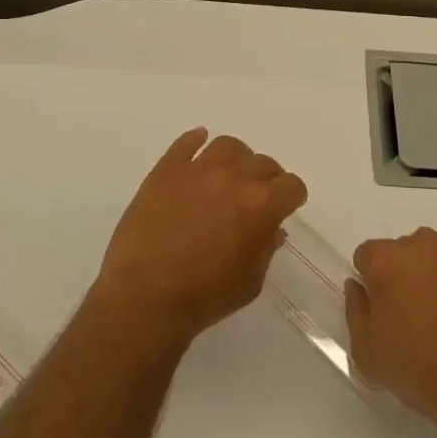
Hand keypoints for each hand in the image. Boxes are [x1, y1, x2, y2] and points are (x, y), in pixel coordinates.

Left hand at [94, 129, 307, 350]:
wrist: (144, 296)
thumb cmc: (203, 297)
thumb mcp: (249, 283)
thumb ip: (265, 249)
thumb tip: (272, 228)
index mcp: (260, 205)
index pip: (291, 185)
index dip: (292, 197)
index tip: (285, 207)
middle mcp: (233, 177)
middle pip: (263, 163)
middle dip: (267, 179)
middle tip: (256, 198)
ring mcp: (197, 169)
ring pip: (228, 145)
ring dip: (236, 159)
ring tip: (229, 175)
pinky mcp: (166, 169)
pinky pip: (186, 143)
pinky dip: (195, 141)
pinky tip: (198, 146)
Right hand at [346, 229, 436, 437]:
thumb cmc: (423, 373)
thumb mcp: (369, 355)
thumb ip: (355, 310)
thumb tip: (358, 286)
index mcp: (387, 260)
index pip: (367, 256)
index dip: (372, 283)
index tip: (385, 312)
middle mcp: (422, 243)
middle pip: (404, 252)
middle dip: (405, 277)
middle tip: (418, 318)